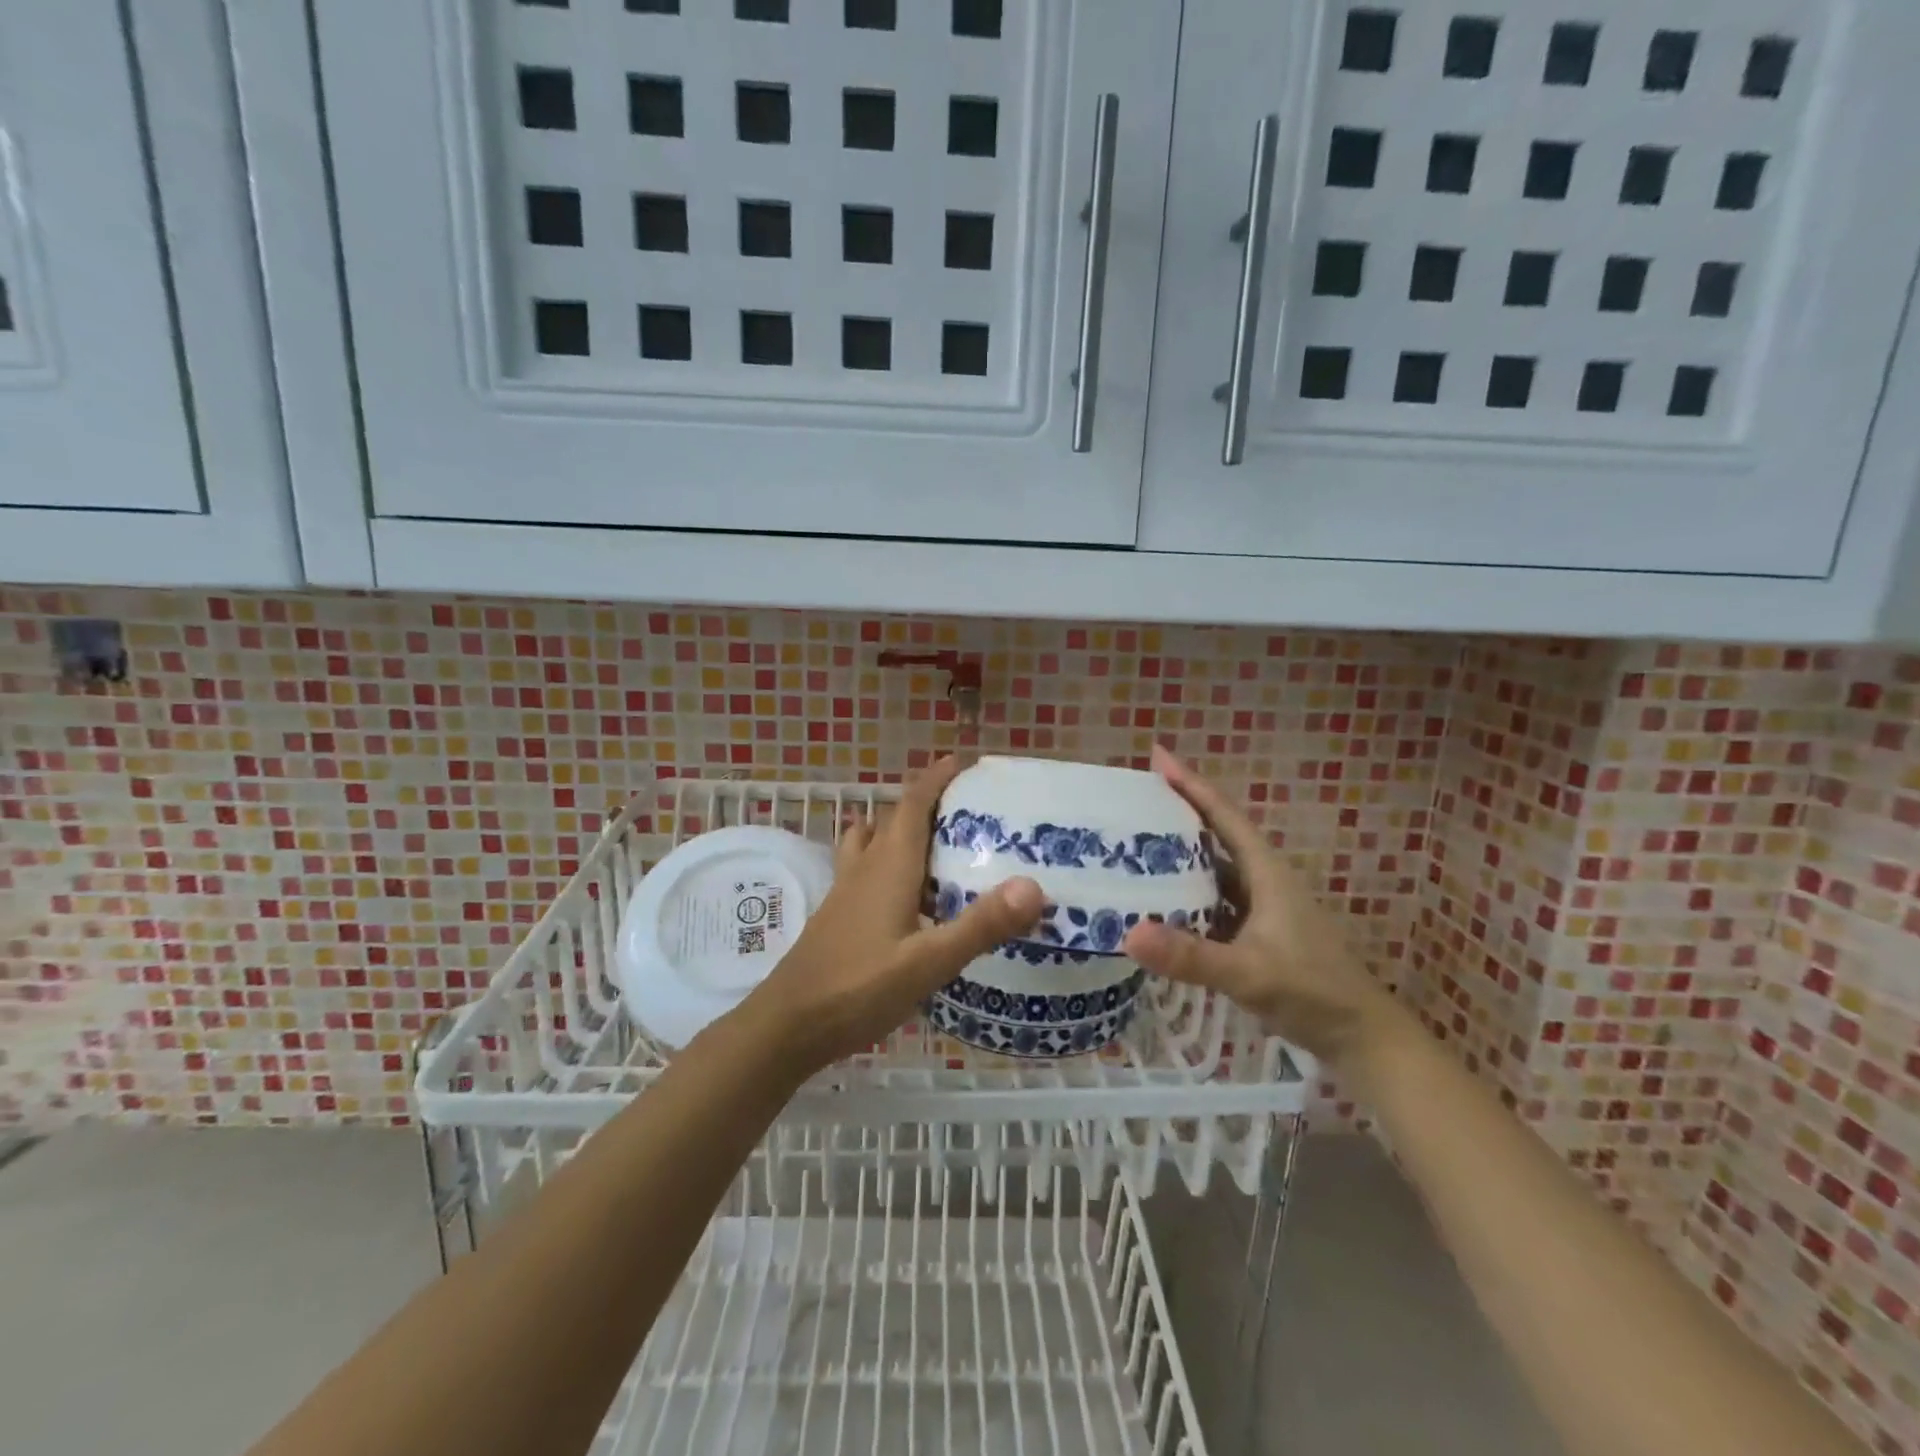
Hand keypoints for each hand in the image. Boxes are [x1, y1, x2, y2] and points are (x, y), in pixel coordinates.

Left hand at [733, 756, 1043, 1078]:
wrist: (788, 1024)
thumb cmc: (858, 987)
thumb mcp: (929, 962)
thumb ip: (981, 925)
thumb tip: (1034, 886)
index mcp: (889, 866)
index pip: (912, 806)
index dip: (934, 780)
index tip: (960, 763)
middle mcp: (865, 868)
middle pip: (893, 819)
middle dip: (925, 803)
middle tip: (964, 806)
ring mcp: (845, 891)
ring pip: (872, 843)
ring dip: (899, 830)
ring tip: (933, 842)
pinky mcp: (837, 915)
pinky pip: (864, 869)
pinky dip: (886, 862)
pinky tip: (905, 895)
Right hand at [1121, 746, 1396, 1065]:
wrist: (1361, 1038)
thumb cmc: (1313, 993)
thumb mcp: (1249, 973)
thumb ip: (1191, 956)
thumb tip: (1129, 933)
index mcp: (1266, 873)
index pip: (1224, 815)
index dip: (1191, 784)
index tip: (1157, 756)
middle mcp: (1261, 881)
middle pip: (1215, 834)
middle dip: (1177, 812)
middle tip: (1132, 799)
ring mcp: (1259, 908)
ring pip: (1212, 868)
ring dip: (1178, 854)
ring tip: (1134, 844)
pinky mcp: (1254, 933)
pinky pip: (1211, 900)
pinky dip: (1184, 894)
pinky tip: (1158, 902)